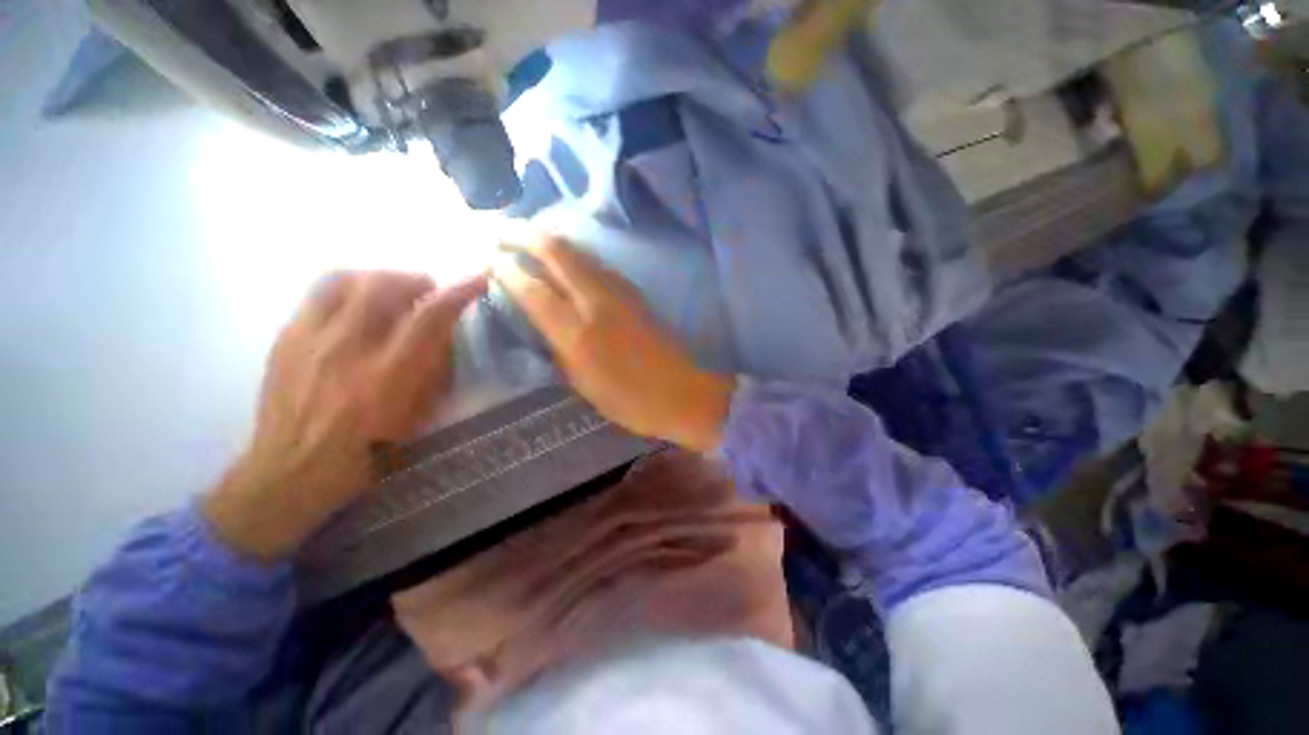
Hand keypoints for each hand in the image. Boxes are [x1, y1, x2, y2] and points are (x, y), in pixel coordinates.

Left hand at [204, 270, 486, 560]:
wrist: (290, 472)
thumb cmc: (366, 453)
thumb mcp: (414, 417)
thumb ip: (431, 371)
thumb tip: (441, 335)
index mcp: (386, 376)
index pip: (429, 317)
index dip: (459, 292)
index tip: (478, 280)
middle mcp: (346, 348)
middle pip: (383, 285)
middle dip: (415, 279)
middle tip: (428, 290)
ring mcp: (309, 339)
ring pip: (344, 279)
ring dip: (378, 278)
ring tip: (391, 290)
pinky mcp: (285, 338)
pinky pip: (318, 293)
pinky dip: (348, 288)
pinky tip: (356, 306)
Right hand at [492, 235, 734, 450]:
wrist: (680, 392)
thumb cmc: (628, 400)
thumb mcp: (582, 383)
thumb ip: (558, 347)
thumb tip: (541, 318)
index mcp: (578, 333)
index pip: (534, 289)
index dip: (509, 271)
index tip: (492, 262)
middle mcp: (597, 302)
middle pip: (557, 252)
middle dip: (525, 235)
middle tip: (502, 233)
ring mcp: (620, 292)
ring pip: (580, 252)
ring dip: (551, 240)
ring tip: (529, 239)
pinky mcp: (635, 293)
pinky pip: (598, 264)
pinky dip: (575, 255)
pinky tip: (566, 261)